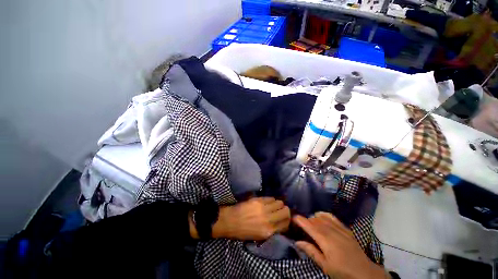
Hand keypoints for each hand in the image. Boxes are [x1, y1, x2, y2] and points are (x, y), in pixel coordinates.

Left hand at [212, 197, 290, 240]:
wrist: (230, 221)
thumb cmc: (243, 232)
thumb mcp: (260, 237)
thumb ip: (272, 230)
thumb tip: (281, 224)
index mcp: (269, 232)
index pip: (286, 224)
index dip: (287, 220)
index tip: (285, 218)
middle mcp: (269, 220)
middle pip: (285, 211)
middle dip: (285, 211)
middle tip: (281, 210)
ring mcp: (263, 209)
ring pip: (279, 203)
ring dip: (278, 204)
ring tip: (274, 205)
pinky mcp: (258, 200)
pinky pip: (270, 198)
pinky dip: (271, 200)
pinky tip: (267, 202)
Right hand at [293, 212, 386, 278]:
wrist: (365, 273)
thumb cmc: (343, 272)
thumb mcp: (325, 266)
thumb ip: (311, 251)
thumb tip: (297, 242)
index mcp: (325, 240)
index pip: (309, 226)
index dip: (300, 220)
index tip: (293, 217)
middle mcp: (331, 231)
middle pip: (315, 220)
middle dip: (306, 220)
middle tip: (301, 225)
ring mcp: (339, 228)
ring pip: (322, 217)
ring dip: (314, 217)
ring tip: (310, 223)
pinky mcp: (345, 228)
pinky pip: (332, 217)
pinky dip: (324, 214)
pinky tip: (321, 217)